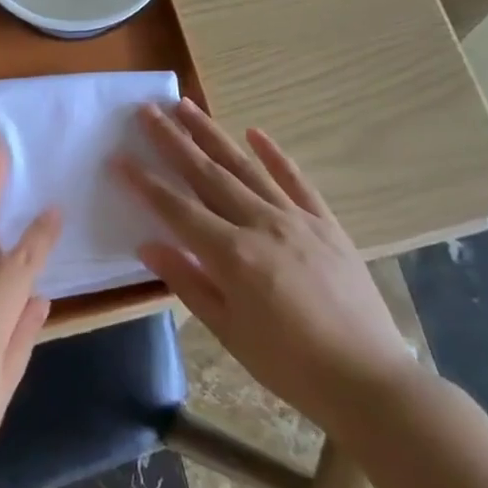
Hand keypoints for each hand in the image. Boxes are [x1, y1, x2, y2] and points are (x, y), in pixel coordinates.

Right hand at [118, 100, 414, 435]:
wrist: (369, 381)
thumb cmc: (289, 365)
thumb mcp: (229, 332)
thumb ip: (187, 282)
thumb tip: (147, 246)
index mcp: (232, 255)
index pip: (176, 209)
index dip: (144, 182)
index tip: (118, 156)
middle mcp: (260, 224)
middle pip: (207, 174)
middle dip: (173, 140)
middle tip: (147, 110)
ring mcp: (296, 219)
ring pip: (245, 167)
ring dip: (212, 134)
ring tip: (187, 106)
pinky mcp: (326, 223)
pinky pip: (296, 181)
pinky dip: (275, 154)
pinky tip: (255, 132)